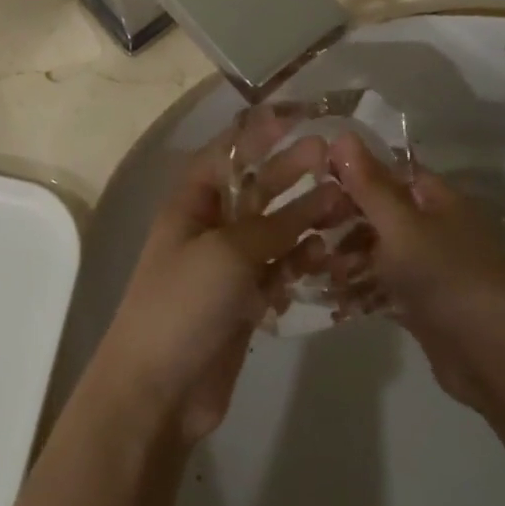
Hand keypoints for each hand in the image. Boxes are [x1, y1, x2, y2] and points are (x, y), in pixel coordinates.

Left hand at [91, 116, 344, 443]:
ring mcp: (227, 265)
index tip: (299, 117)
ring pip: (272, 230)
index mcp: (191, 203)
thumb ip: (272, 225)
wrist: (160, 388)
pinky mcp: (243, 300)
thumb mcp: (227, 253)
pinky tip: (328, 255)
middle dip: (291, 172)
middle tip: (332, 157)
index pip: (227, 154)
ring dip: (305, 218)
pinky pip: (278, 269)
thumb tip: (315, 202)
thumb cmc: (183, 304)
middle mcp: (209, 226)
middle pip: (254, 189)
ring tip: (345, 206)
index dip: (260, 134)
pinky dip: (300, 261)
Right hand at [318, 133, 504, 403]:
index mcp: (438, 201)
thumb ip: (368, 183)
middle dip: (345, 219)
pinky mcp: (422, 304)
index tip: (315, 177)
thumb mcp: (400, 224)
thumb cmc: (443, 276)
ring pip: (379, 251)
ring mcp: (429, 268)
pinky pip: (383, 286)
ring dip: (348, 257)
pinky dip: (360, 289)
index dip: (355, 170)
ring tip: (319, 268)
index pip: (392, 171)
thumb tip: (343, 134)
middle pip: (381, 212)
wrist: (489, 356)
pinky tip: (334, 298)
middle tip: (310, 227)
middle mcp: (435, 229)